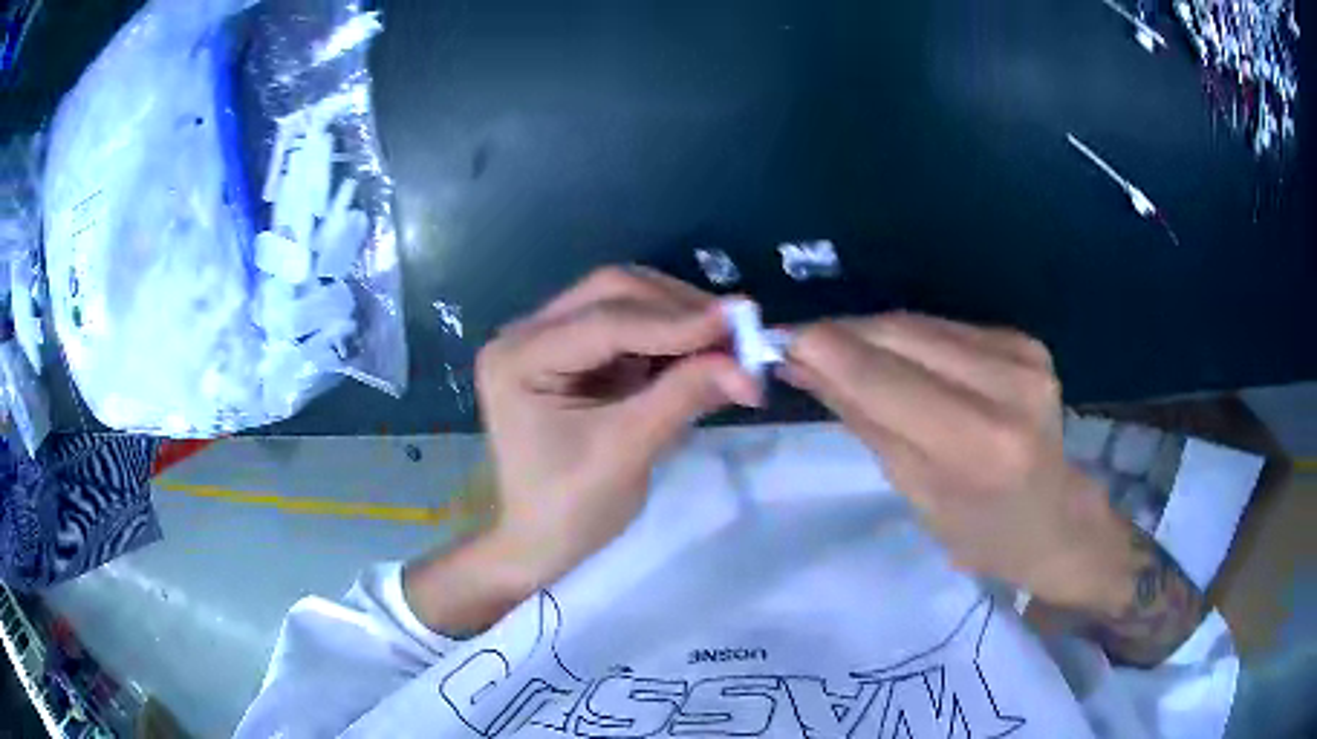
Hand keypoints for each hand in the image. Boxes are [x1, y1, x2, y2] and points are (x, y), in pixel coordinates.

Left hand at [406, 267, 760, 634]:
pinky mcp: (573, 353)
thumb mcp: (627, 452)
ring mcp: (548, 339)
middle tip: (736, 332)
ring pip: (623, 302)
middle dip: (677, 309)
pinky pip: (628, 328)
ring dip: (678, 319)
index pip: (604, 322)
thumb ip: (683, 397)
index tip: (739, 325)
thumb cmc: (570, 509)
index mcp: (517, 358)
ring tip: (727, 343)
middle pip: (611, 293)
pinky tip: (702, 353)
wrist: (542, 541)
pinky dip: (669, 338)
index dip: (675, 321)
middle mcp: (526, 334)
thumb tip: (747, 365)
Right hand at [784, 314, 1137, 614]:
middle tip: (800, 344)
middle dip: (843, 336)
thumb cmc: (981, 532)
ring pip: (920, 323)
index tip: (780, 341)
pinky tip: (894, 357)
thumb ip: (865, 420)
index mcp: (978, 445)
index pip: (885, 379)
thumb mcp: (915, 493)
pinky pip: (947, 328)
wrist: (1057, 518)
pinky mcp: (1025, 340)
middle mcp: (1007, 385)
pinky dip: (909, 338)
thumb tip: (806, 366)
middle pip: (901, 334)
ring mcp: (1023, 354)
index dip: (827, 351)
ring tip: (839, 351)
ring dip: (872, 334)